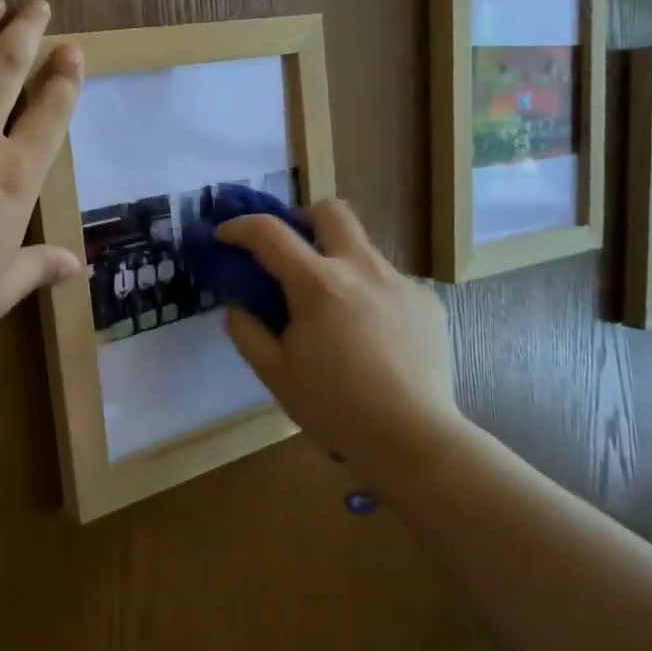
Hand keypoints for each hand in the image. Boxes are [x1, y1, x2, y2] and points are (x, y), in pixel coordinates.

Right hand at [218, 201, 456, 469]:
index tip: (224, 236)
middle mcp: (361, 268)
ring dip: (337, 260)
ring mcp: (400, 282)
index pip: (270, 232)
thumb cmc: (336, 408)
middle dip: (303, 218)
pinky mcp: (426, 301)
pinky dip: (367, 293)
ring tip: (332, 307)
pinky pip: (388, 281)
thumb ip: (247, 330)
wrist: (415, 439)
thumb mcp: (275, 374)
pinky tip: (370, 335)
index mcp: (318, 285)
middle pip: (331, 211)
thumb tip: (238, 303)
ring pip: (362, 247)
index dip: (240, 227)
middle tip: (291, 250)